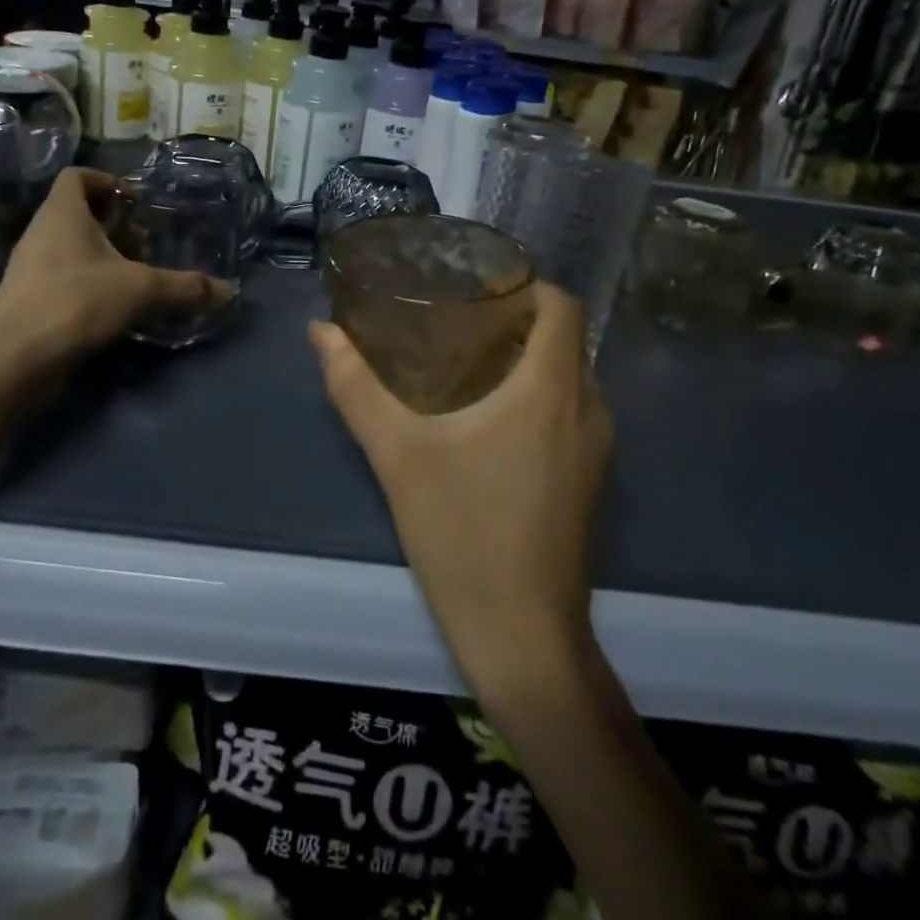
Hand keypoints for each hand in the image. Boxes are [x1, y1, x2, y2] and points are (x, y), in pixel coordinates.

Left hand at [0, 168, 225, 366]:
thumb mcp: (140, 290)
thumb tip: (229, 291)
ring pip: (70, 248)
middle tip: (145, 243)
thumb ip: (185, 287)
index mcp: (61, 213)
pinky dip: (89, 284)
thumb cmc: (76, 302)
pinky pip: (63, 278)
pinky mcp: (28, 301)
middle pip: (77, 213)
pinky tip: (114, 307)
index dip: (107, 181)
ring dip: (102, 256)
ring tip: (135, 276)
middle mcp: (41, 234)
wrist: (15, 360)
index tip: (135, 202)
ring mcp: (30, 269)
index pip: (77, 176)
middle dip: (113, 224)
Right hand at [309, 283, 611, 695]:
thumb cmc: (463, 533)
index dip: (525, 282)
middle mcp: (588, 408)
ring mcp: (597, 449)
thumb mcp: (397, 454)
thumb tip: (321, 331)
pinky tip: (486, 414)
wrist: (523, 638)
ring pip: (568, 375)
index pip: (562, 304)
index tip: (475, 281)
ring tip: (465, 356)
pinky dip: (537, 392)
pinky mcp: (590, 480)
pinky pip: (570, 410)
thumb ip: (356, 386)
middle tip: (456, 314)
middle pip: (564, 336)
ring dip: (527, 356)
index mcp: (551, 389)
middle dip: (517, 317)